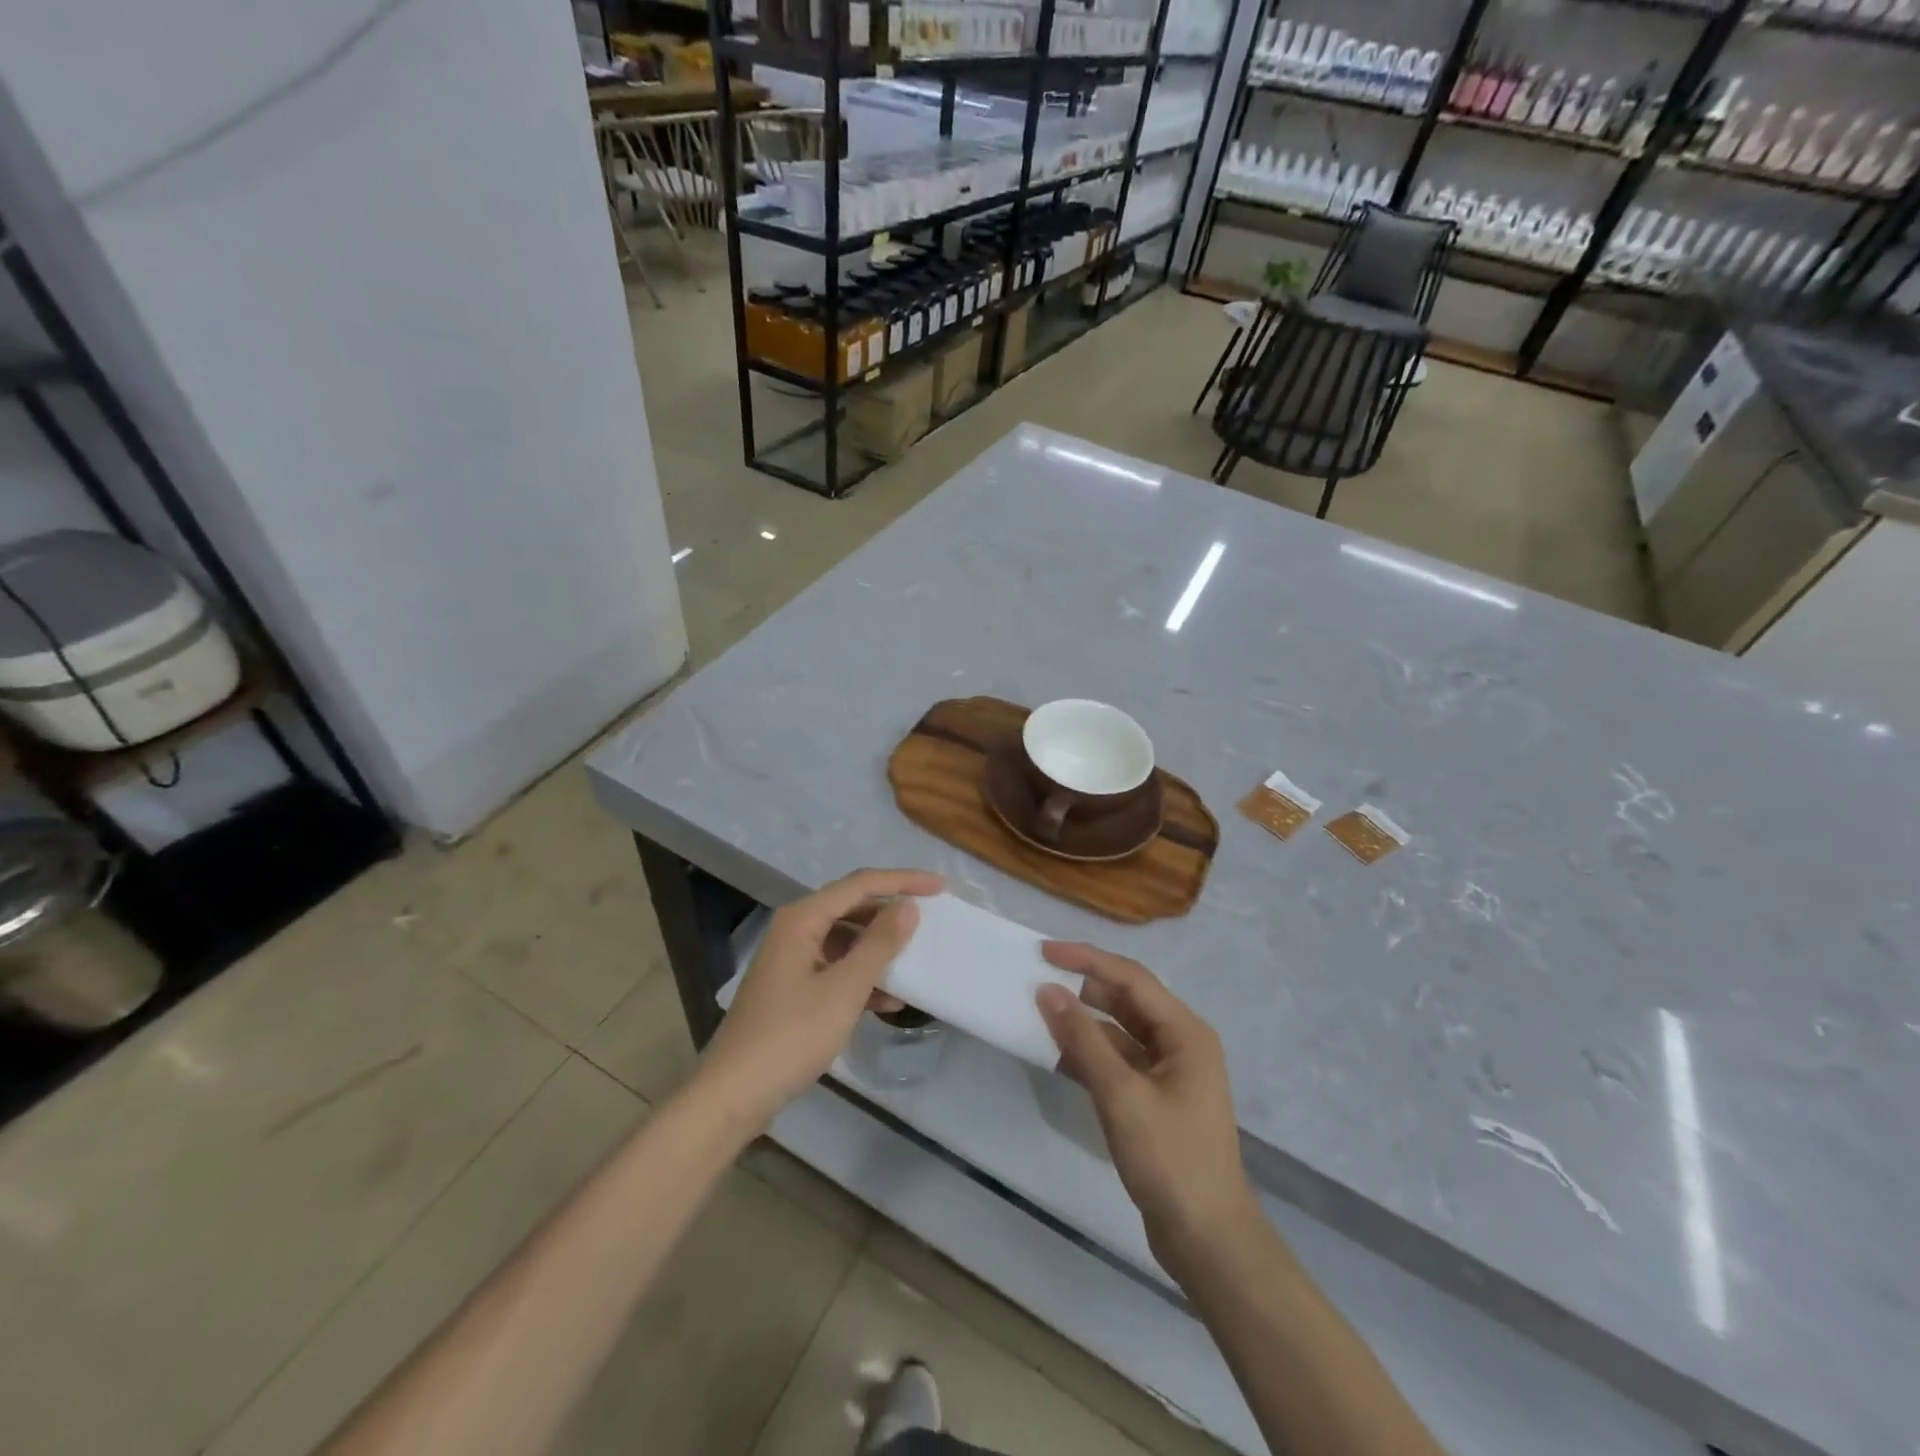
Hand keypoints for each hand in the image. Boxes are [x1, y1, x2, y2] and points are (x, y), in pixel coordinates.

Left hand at [695, 868, 942, 1133]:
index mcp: (803, 918)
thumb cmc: (791, 1036)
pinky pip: (836, 968)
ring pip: (846, 940)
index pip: (861, 884)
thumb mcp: (844, 989)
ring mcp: (792, 960)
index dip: (903, 881)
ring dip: (879, 948)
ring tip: (915, 960)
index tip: (942, 887)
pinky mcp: (793, 989)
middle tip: (931, 918)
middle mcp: (795, 929)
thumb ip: (879, 944)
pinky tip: (889, 1001)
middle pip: (852, 906)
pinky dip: (862, 978)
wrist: (733, 1095)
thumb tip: (908, 907)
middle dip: (891, 912)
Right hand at [1035, 944, 1256, 1275]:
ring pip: (1119, 1031)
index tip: (1044, 952)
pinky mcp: (1155, 1100)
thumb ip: (1083, 1040)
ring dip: (1083, 1022)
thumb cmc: (1171, 1159)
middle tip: (1039, 978)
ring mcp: (1169, 1073)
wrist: (1208, 1241)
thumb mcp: (1121, 1095)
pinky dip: (1089, 1054)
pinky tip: (1057, 1054)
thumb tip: (1048, 992)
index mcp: (1185, 1032)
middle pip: (1127, 1000)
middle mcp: (1180, 1043)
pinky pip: (1117, 1061)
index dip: (1087, 959)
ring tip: (1040, 1012)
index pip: (1130, 978)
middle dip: (1084, 987)